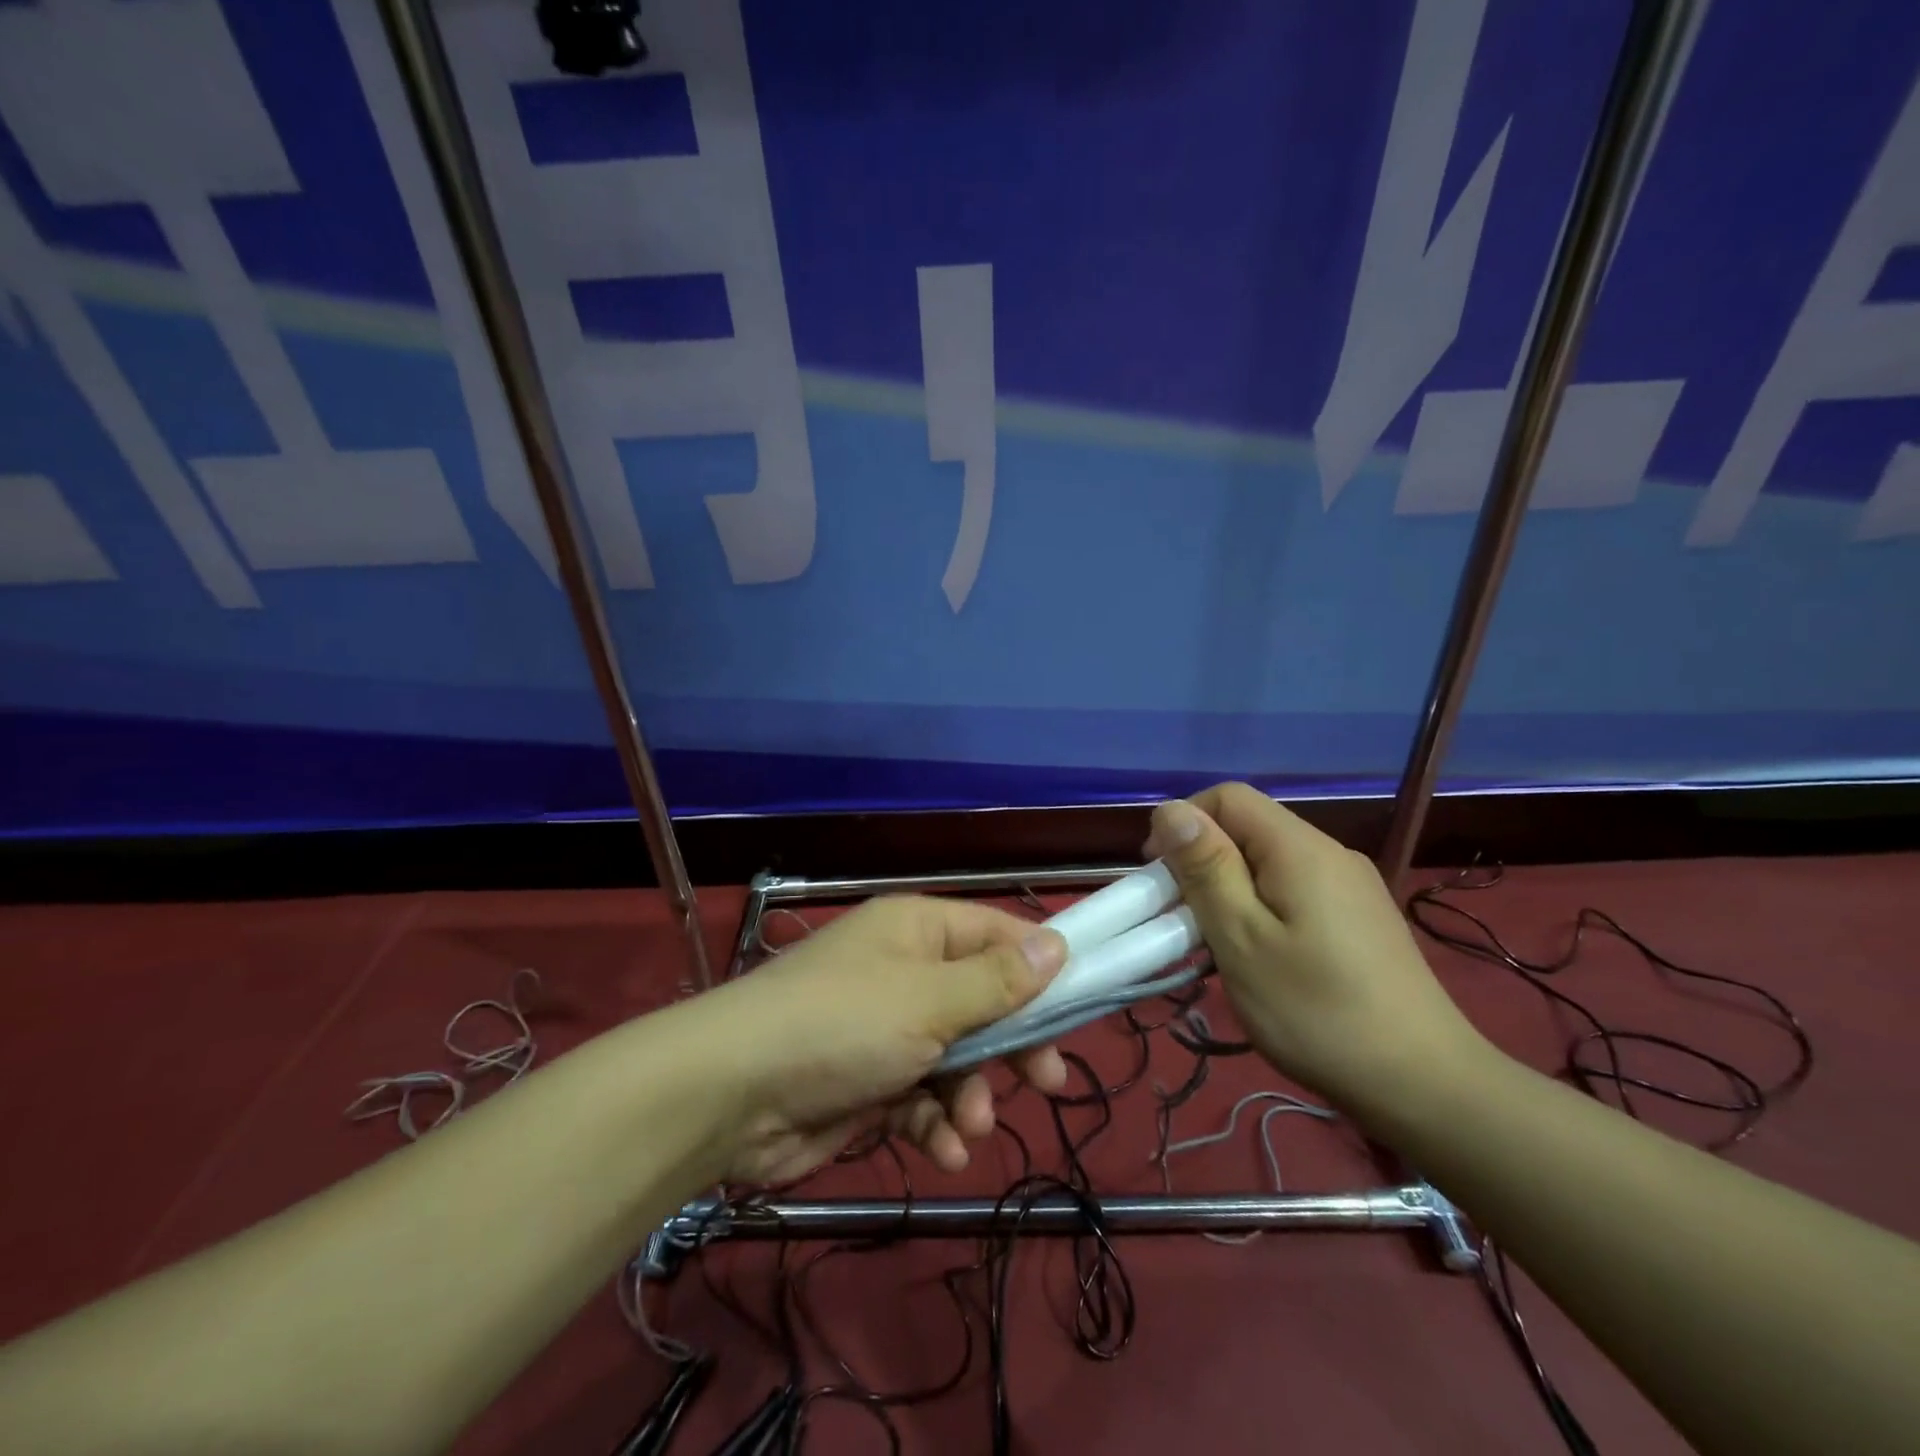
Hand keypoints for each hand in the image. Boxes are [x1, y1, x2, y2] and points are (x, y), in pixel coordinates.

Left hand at [688, 896, 1068, 1185]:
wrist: (734, 1094)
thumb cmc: (843, 1024)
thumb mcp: (929, 1000)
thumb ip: (997, 980)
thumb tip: (1057, 943)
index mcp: (919, 930)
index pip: (996, 934)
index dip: (1039, 968)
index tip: (1079, 1007)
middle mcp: (905, 971)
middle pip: (982, 1001)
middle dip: (1012, 1045)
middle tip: (1048, 1083)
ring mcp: (885, 1028)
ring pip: (956, 1058)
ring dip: (971, 1096)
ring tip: (969, 1127)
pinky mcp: (869, 1082)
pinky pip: (921, 1098)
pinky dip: (936, 1124)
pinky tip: (944, 1151)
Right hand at [1144, 783, 1491, 1126]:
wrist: (1425, 1085)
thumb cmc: (1316, 1011)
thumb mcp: (1242, 939)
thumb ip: (1206, 869)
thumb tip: (1171, 809)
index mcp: (1300, 848)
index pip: (1228, 797)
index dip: (1183, 823)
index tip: (1161, 878)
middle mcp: (1330, 853)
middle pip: (1250, 828)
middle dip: (1204, 863)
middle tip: (1183, 921)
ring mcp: (1352, 886)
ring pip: (1270, 862)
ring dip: (1231, 890)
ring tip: (1218, 945)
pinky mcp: (1362, 918)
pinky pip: (1296, 890)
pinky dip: (1262, 909)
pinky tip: (1262, 957)